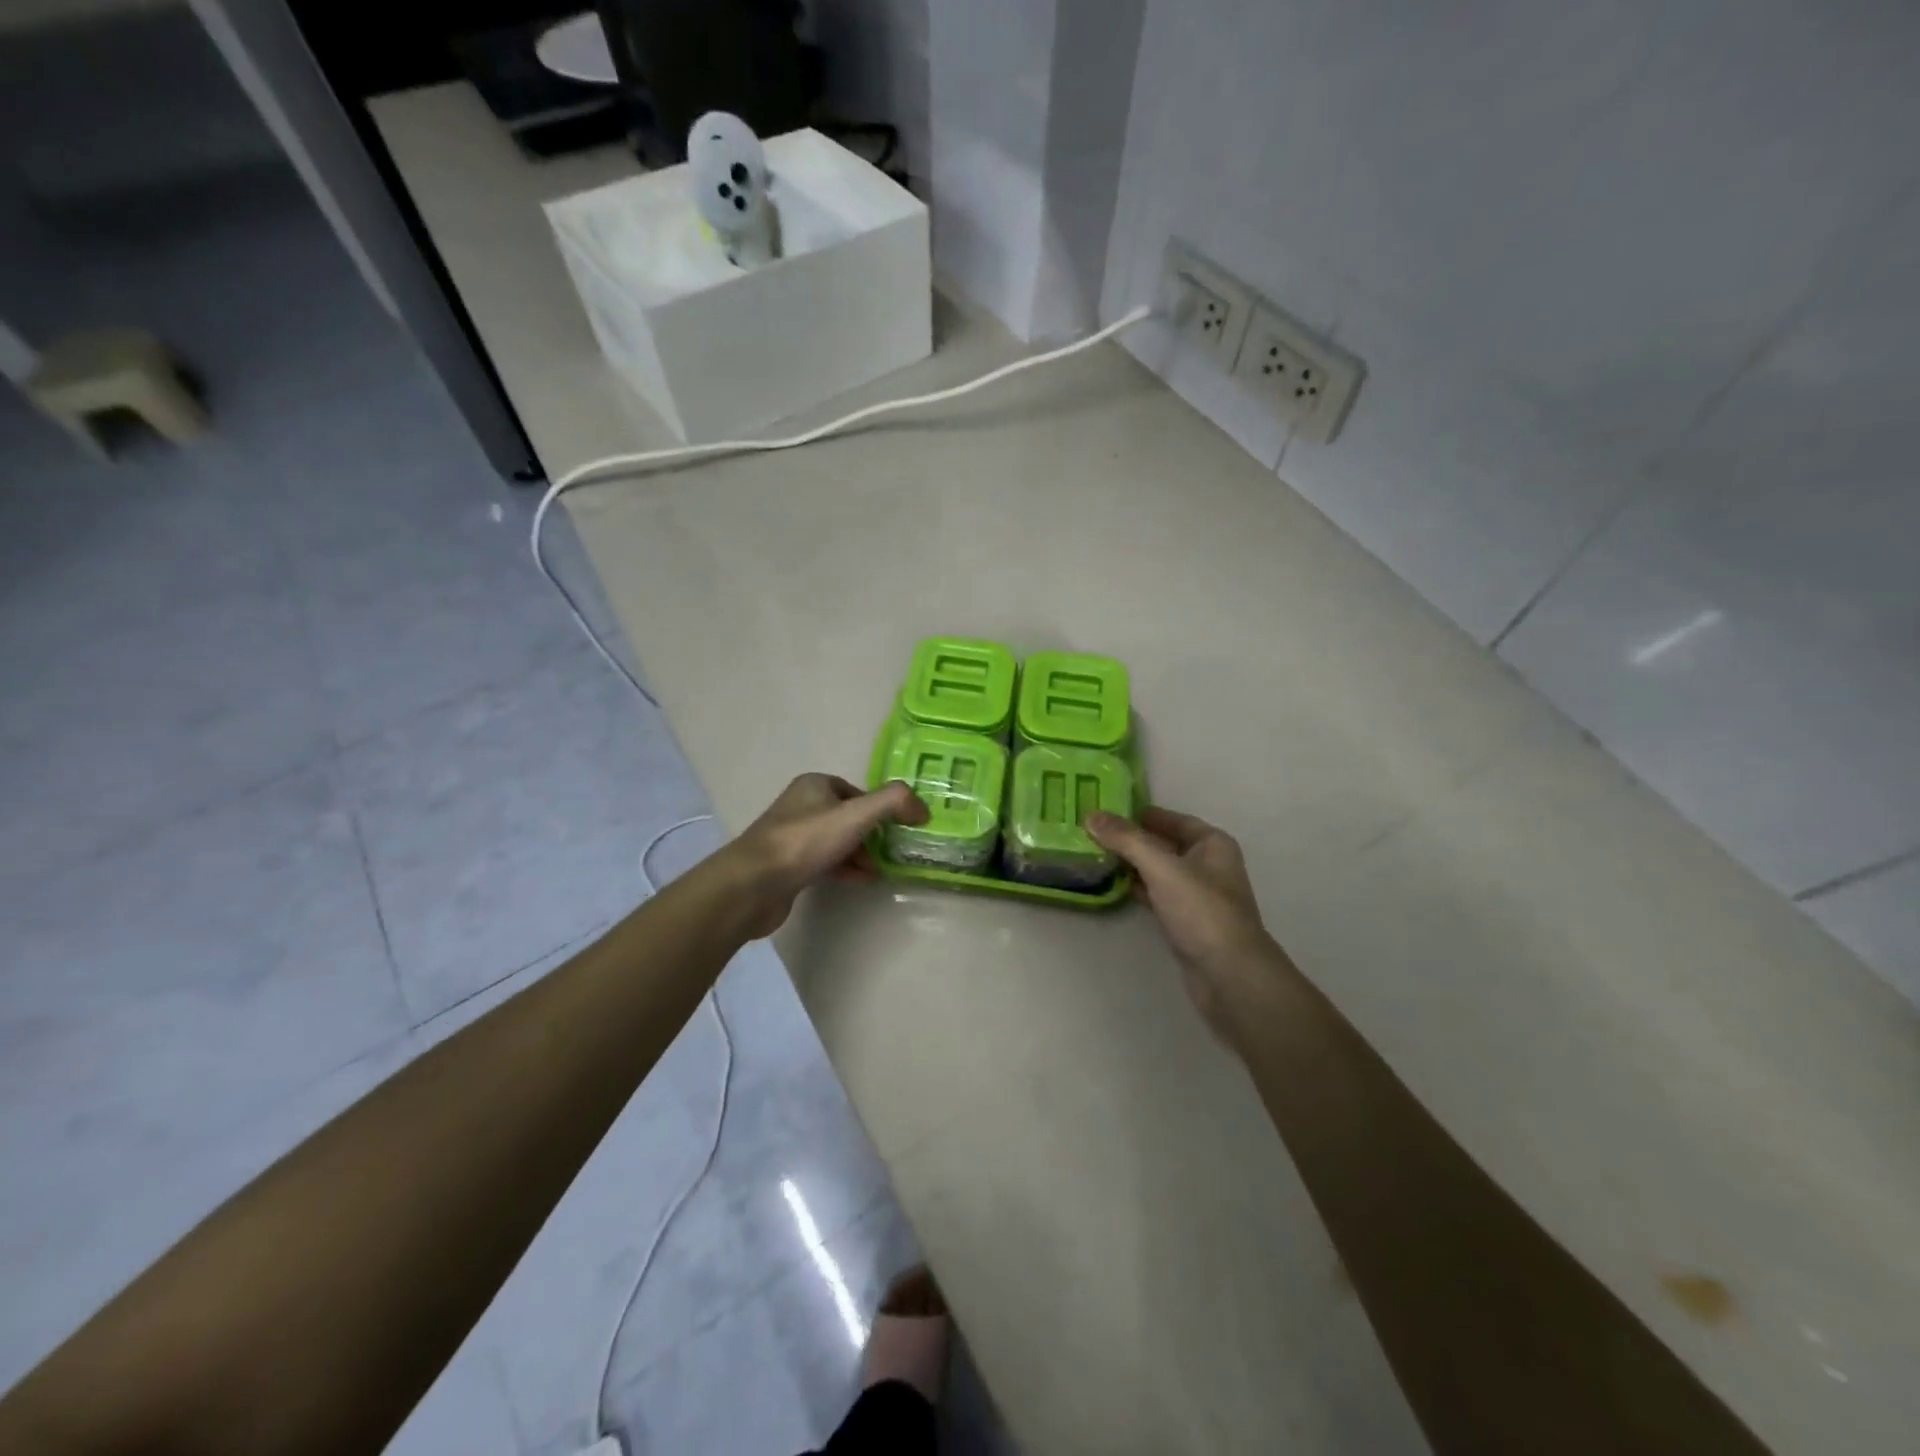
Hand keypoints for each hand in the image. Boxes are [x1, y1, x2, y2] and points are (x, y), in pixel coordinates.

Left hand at [722, 774, 927, 938]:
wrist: (754, 885)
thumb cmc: (805, 841)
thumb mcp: (856, 814)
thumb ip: (893, 803)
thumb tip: (922, 808)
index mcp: (814, 785)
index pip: (857, 791)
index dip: (880, 808)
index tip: (900, 828)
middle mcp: (802, 806)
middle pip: (849, 816)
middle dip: (873, 833)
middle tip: (895, 851)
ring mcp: (793, 837)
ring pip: (838, 841)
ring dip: (861, 853)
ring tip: (883, 869)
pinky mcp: (789, 866)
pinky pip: (826, 862)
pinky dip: (847, 868)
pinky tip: (864, 880)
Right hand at [1087, 805, 1280, 1044]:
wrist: (1229, 976)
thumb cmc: (1201, 911)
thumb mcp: (1161, 867)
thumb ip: (1126, 840)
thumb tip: (1091, 816)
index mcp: (1212, 844)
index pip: (1171, 819)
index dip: (1140, 814)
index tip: (1105, 810)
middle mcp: (1208, 865)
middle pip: (1163, 844)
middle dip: (1131, 839)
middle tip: (1091, 832)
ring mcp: (1198, 896)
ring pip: (1159, 871)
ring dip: (1132, 864)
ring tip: (1095, 854)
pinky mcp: (1186, 922)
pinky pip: (1157, 895)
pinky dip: (1137, 888)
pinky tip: (1113, 885)